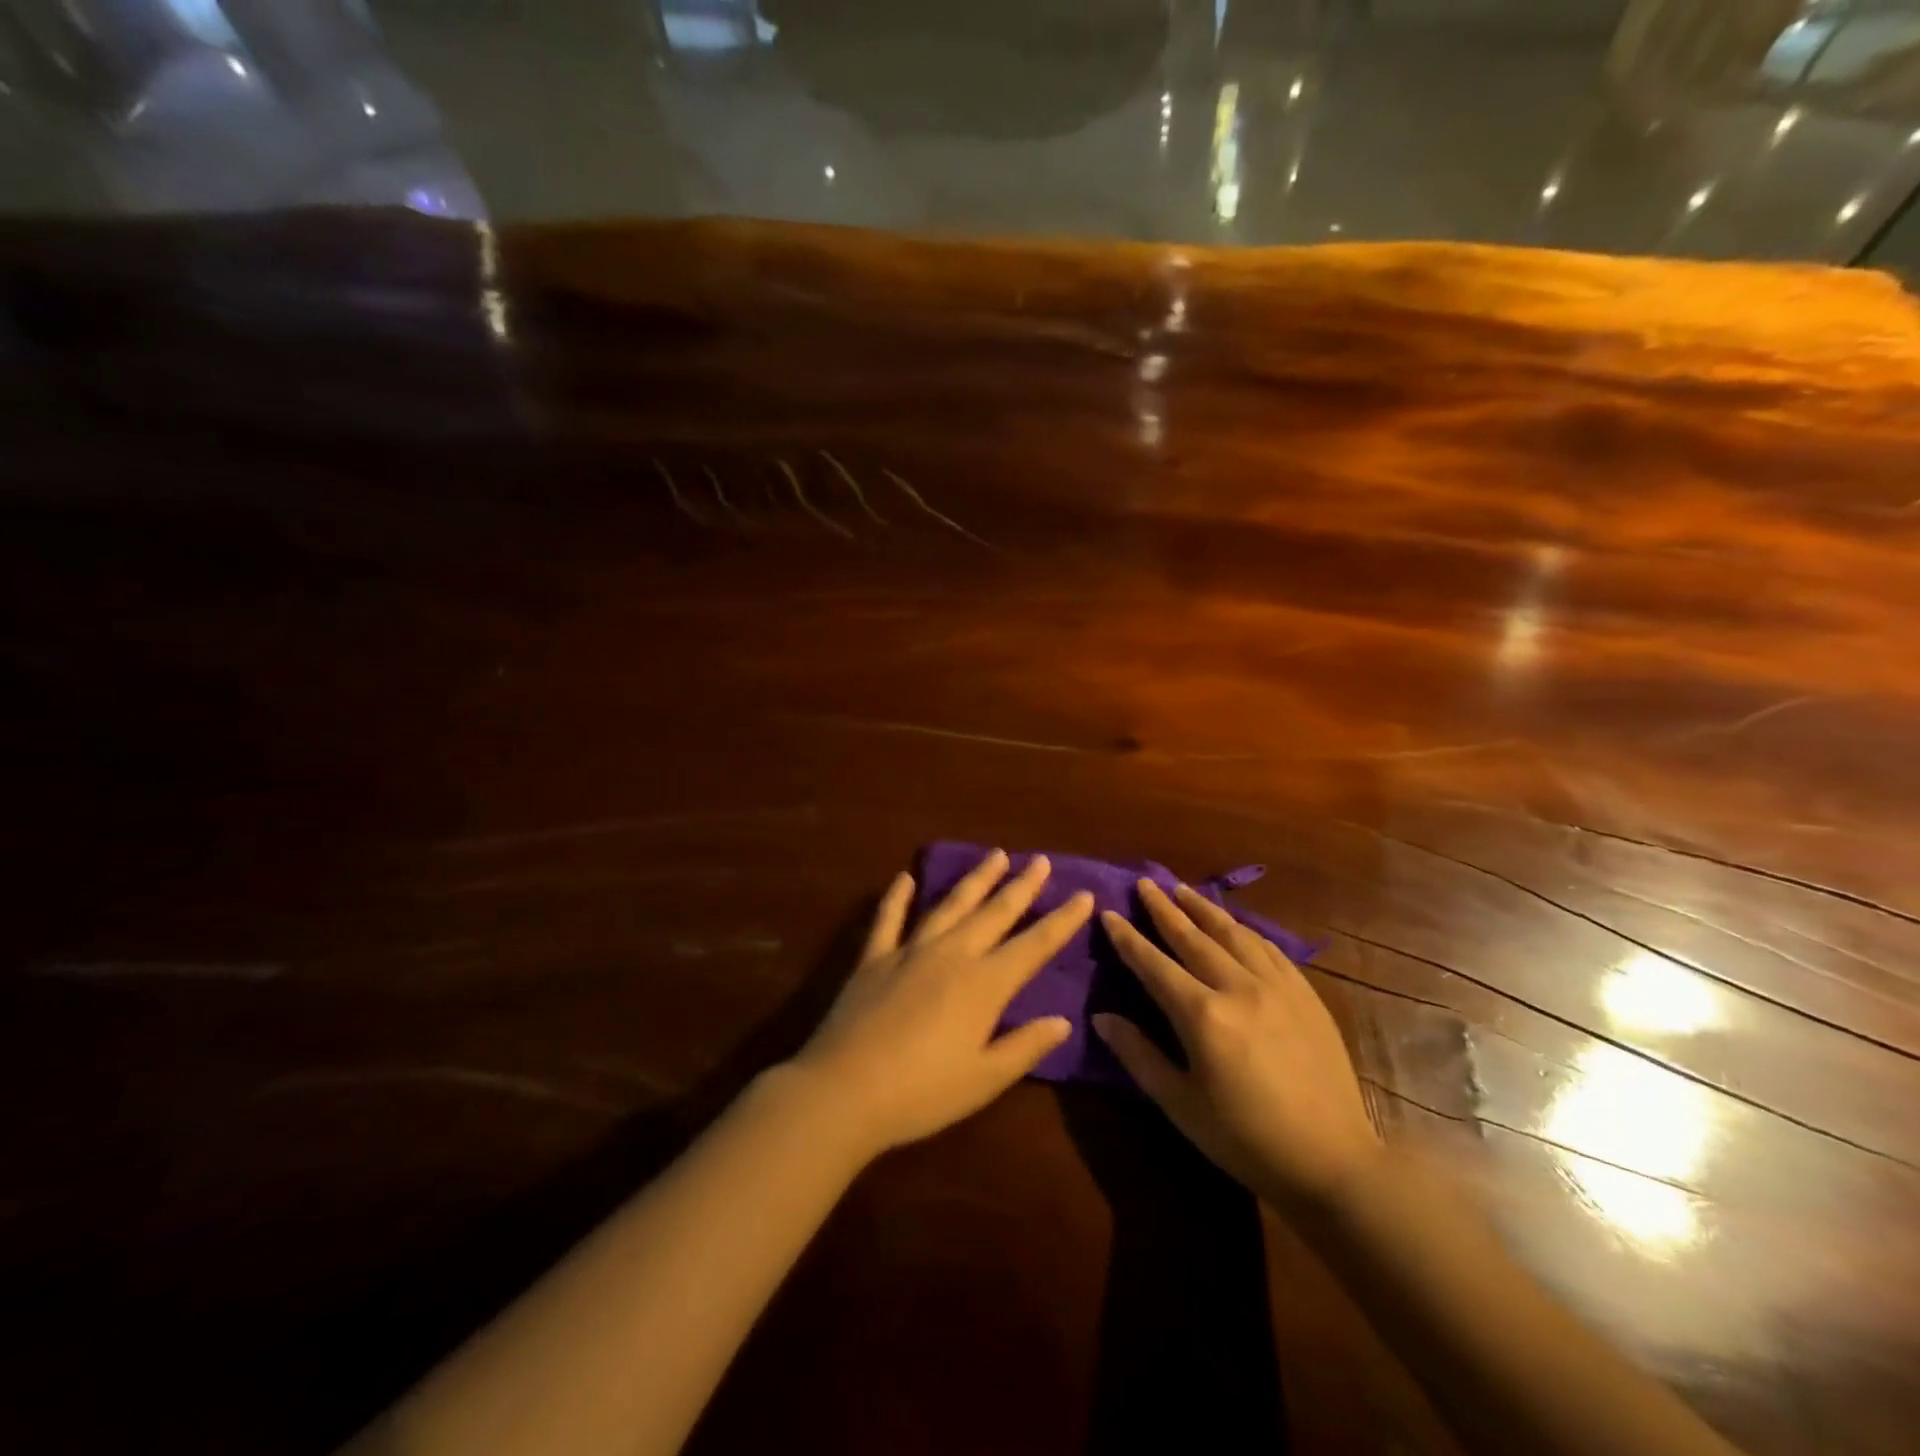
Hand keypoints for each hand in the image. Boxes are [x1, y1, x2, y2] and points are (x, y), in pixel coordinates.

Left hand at [791, 850, 1094, 1156]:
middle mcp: (951, 955)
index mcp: (984, 984)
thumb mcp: (984, 1080)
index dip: (1062, 920)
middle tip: (1040, 860)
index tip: (1084, 895)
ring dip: (974, 879)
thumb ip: (1024, 1046)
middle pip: (994, 913)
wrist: (844, 1090)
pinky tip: (904, 877)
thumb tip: (1062, 1021)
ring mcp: (909, 951)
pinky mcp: (874, 958)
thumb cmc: (922, 1094)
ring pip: (949, 904)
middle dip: (1021, 886)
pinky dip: (897, 897)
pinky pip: (888, 919)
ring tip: (994, 855)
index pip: (1033, 945)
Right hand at [1093, 880, 1381, 1211]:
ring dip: (1204, 909)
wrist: (1332, 1159)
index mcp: (1202, 1015)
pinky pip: (1268, 948)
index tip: (1109, 913)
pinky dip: (1244, 929)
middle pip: (1192, 937)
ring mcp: (1276, 986)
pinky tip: (1234, 924)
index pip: (1153, 964)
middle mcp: (1238, 987)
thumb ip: (1138, 1055)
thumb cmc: (1245, 1139)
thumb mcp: (1180, 1104)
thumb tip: (1101, 1017)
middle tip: (1145, 883)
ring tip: (1182, 889)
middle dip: (1164, 908)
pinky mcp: (1304, 993)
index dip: (1128, 938)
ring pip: (1232, 933)